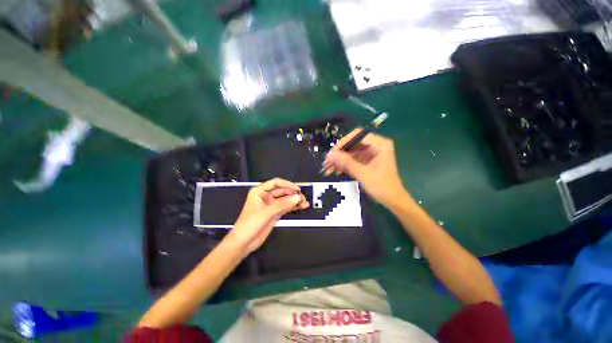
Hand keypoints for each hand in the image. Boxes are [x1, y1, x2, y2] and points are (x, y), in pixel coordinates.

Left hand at [227, 178, 308, 253]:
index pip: (276, 183)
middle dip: (293, 194)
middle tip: (303, 198)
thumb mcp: (266, 213)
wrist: (243, 243)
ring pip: (285, 199)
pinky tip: (301, 207)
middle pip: (282, 191)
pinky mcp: (275, 213)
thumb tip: (297, 198)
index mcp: (259, 191)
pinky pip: (286, 207)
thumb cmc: (249, 224)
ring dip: (295, 201)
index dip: (287, 185)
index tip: (297, 189)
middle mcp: (266, 196)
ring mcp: (271, 205)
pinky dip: (293, 207)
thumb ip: (282, 205)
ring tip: (305, 203)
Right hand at [323, 130, 408, 206]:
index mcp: (380, 144)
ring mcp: (371, 154)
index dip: (343, 143)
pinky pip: (353, 159)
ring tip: (328, 169)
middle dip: (339, 153)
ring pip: (351, 152)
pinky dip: (345, 165)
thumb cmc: (382, 186)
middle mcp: (375, 146)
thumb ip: (346, 162)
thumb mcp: (363, 173)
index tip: (332, 153)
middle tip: (327, 162)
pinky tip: (336, 171)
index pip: (357, 135)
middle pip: (353, 144)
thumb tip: (330, 155)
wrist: (393, 201)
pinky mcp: (367, 161)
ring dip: (340, 160)